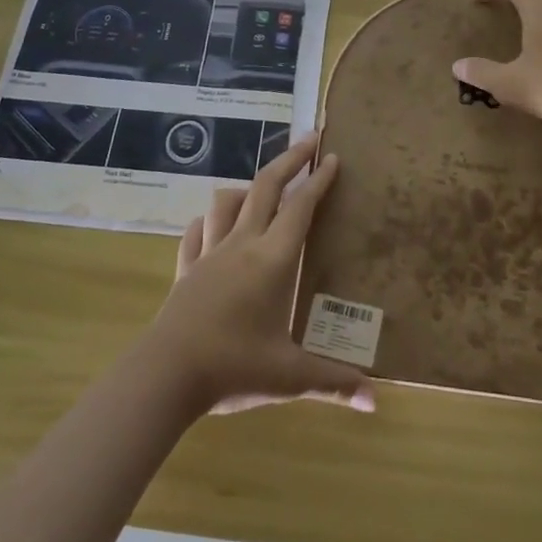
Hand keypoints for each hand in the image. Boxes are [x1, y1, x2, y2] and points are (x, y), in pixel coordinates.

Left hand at [144, 132, 375, 417]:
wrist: (166, 375)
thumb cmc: (233, 367)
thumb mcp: (289, 376)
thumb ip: (333, 382)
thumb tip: (375, 401)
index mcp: (272, 260)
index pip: (301, 207)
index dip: (319, 180)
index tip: (332, 157)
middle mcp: (242, 245)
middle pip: (266, 187)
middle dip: (290, 159)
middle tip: (309, 140)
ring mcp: (210, 254)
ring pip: (226, 202)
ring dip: (247, 187)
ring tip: (262, 187)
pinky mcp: (186, 269)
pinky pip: (196, 232)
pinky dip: (209, 221)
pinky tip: (213, 225)